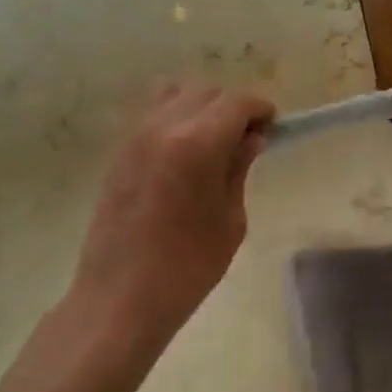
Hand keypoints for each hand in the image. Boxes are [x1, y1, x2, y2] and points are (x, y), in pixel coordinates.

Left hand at [70, 83, 275, 343]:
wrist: (118, 299)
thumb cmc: (186, 267)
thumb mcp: (230, 220)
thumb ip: (238, 169)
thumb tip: (250, 138)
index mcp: (196, 143)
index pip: (236, 102)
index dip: (259, 109)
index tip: (272, 127)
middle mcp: (163, 127)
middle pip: (206, 92)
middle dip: (232, 107)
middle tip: (247, 138)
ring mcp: (135, 137)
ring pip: (175, 96)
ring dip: (201, 108)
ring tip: (214, 142)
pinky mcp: (119, 153)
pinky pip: (153, 116)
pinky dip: (176, 120)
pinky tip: (186, 154)